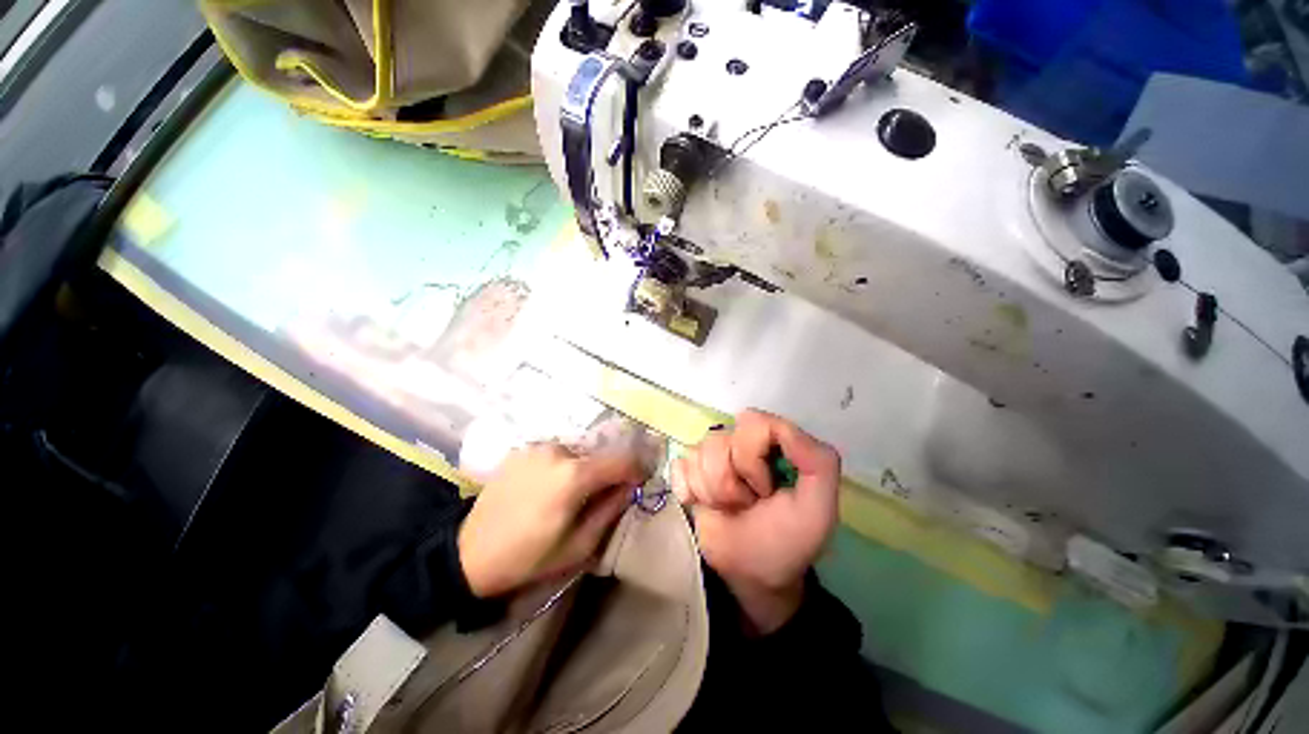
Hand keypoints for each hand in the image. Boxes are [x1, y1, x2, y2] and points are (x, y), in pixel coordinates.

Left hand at [459, 442, 646, 597]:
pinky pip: (555, 453)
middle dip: (607, 472)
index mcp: (574, 476)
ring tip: (570, 493)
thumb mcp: (579, 545)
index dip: (637, 468)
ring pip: (577, 452)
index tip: (640, 480)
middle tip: (602, 494)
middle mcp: (558, 451)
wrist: (469, 554)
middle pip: (599, 454)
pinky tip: (547, 487)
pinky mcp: (523, 449)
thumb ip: (610, 510)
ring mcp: (538, 447)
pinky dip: (561, 466)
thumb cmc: (529, 557)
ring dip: (583, 468)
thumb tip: (630, 487)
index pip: (621, 459)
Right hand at [672, 409, 839, 634]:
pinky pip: (680, 465)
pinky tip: (701, 504)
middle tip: (748, 502)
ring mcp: (713, 456)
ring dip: (713, 491)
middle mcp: (743, 443)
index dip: (753, 457)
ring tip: (730, 508)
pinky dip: (689, 490)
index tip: (766, 489)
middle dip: (731, 481)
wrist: (750, 575)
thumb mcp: (819, 508)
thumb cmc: (787, 541)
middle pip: (720, 439)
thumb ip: (818, 462)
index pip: (753, 422)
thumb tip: (781, 428)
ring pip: (698, 453)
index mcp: (774, 444)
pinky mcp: (689, 471)